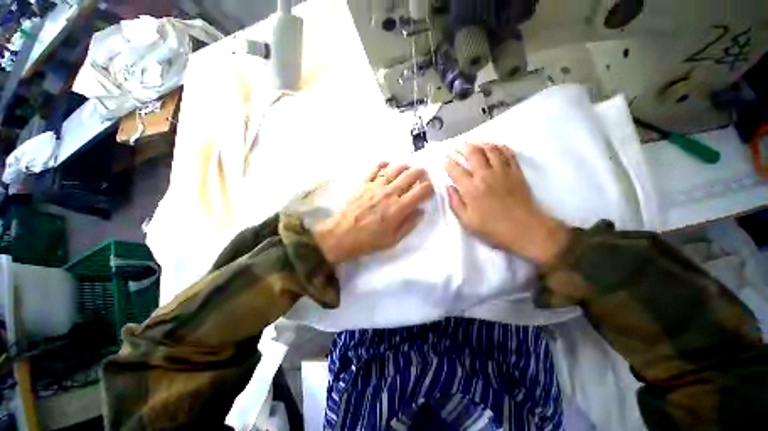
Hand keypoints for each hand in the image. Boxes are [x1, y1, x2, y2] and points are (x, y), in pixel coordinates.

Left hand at [313, 163, 433, 263]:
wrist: (342, 235)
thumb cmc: (368, 240)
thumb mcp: (393, 240)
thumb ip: (409, 224)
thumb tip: (421, 211)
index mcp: (399, 207)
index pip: (421, 190)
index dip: (429, 188)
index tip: (429, 190)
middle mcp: (390, 192)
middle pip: (411, 174)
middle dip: (421, 172)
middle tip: (423, 176)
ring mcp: (376, 185)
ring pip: (396, 168)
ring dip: (406, 166)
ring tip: (408, 170)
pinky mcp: (364, 183)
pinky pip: (375, 167)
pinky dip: (384, 164)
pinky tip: (388, 166)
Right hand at [445, 143, 569, 265]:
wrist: (527, 230)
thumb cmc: (493, 229)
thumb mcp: (467, 222)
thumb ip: (455, 203)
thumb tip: (448, 187)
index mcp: (471, 189)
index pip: (455, 170)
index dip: (448, 162)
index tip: (444, 159)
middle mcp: (485, 176)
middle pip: (473, 153)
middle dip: (462, 147)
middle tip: (457, 147)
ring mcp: (503, 172)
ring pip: (490, 149)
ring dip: (479, 143)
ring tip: (473, 143)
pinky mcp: (516, 172)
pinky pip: (508, 153)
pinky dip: (499, 147)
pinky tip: (494, 146)